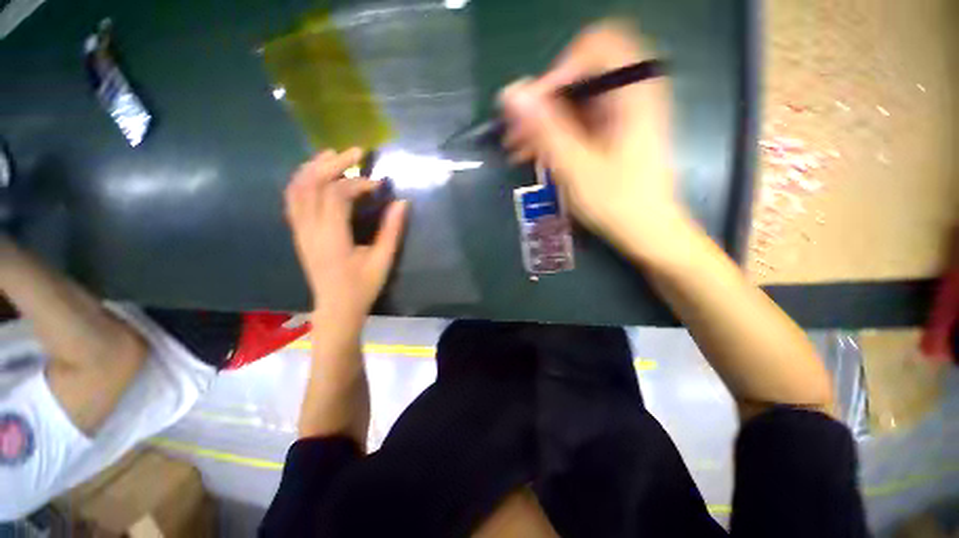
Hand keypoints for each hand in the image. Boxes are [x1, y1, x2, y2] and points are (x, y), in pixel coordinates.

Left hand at [284, 148, 407, 321]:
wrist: (336, 308)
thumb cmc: (362, 287)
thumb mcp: (383, 260)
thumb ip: (392, 230)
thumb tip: (402, 202)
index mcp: (331, 238)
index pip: (337, 195)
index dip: (358, 184)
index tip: (378, 185)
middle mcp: (309, 229)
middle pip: (312, 184)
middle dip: (333, 164)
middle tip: (355, 152)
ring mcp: (299, 230)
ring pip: (296, 188)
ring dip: (313, 167)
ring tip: (333, 155)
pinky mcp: (298, 233)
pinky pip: (292, 199)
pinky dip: (302, 181)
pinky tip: (316, 175)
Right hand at [499, 21, 688, 257]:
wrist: (647, 231)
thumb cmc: (617, 203)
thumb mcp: (577, 167)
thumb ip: (545, 128)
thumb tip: (512, 94)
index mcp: (632, 93)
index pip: (593, 48)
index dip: (558, 71)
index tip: (535, 109)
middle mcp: (629, 96)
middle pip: (579, 77)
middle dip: (543, 104)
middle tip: (516, 133)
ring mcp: (621, 115)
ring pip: (574, 103)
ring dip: (543, 123)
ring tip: (517, 149)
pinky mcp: (612, 133)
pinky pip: (578, 123)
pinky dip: (555, 135)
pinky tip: (534, 156)